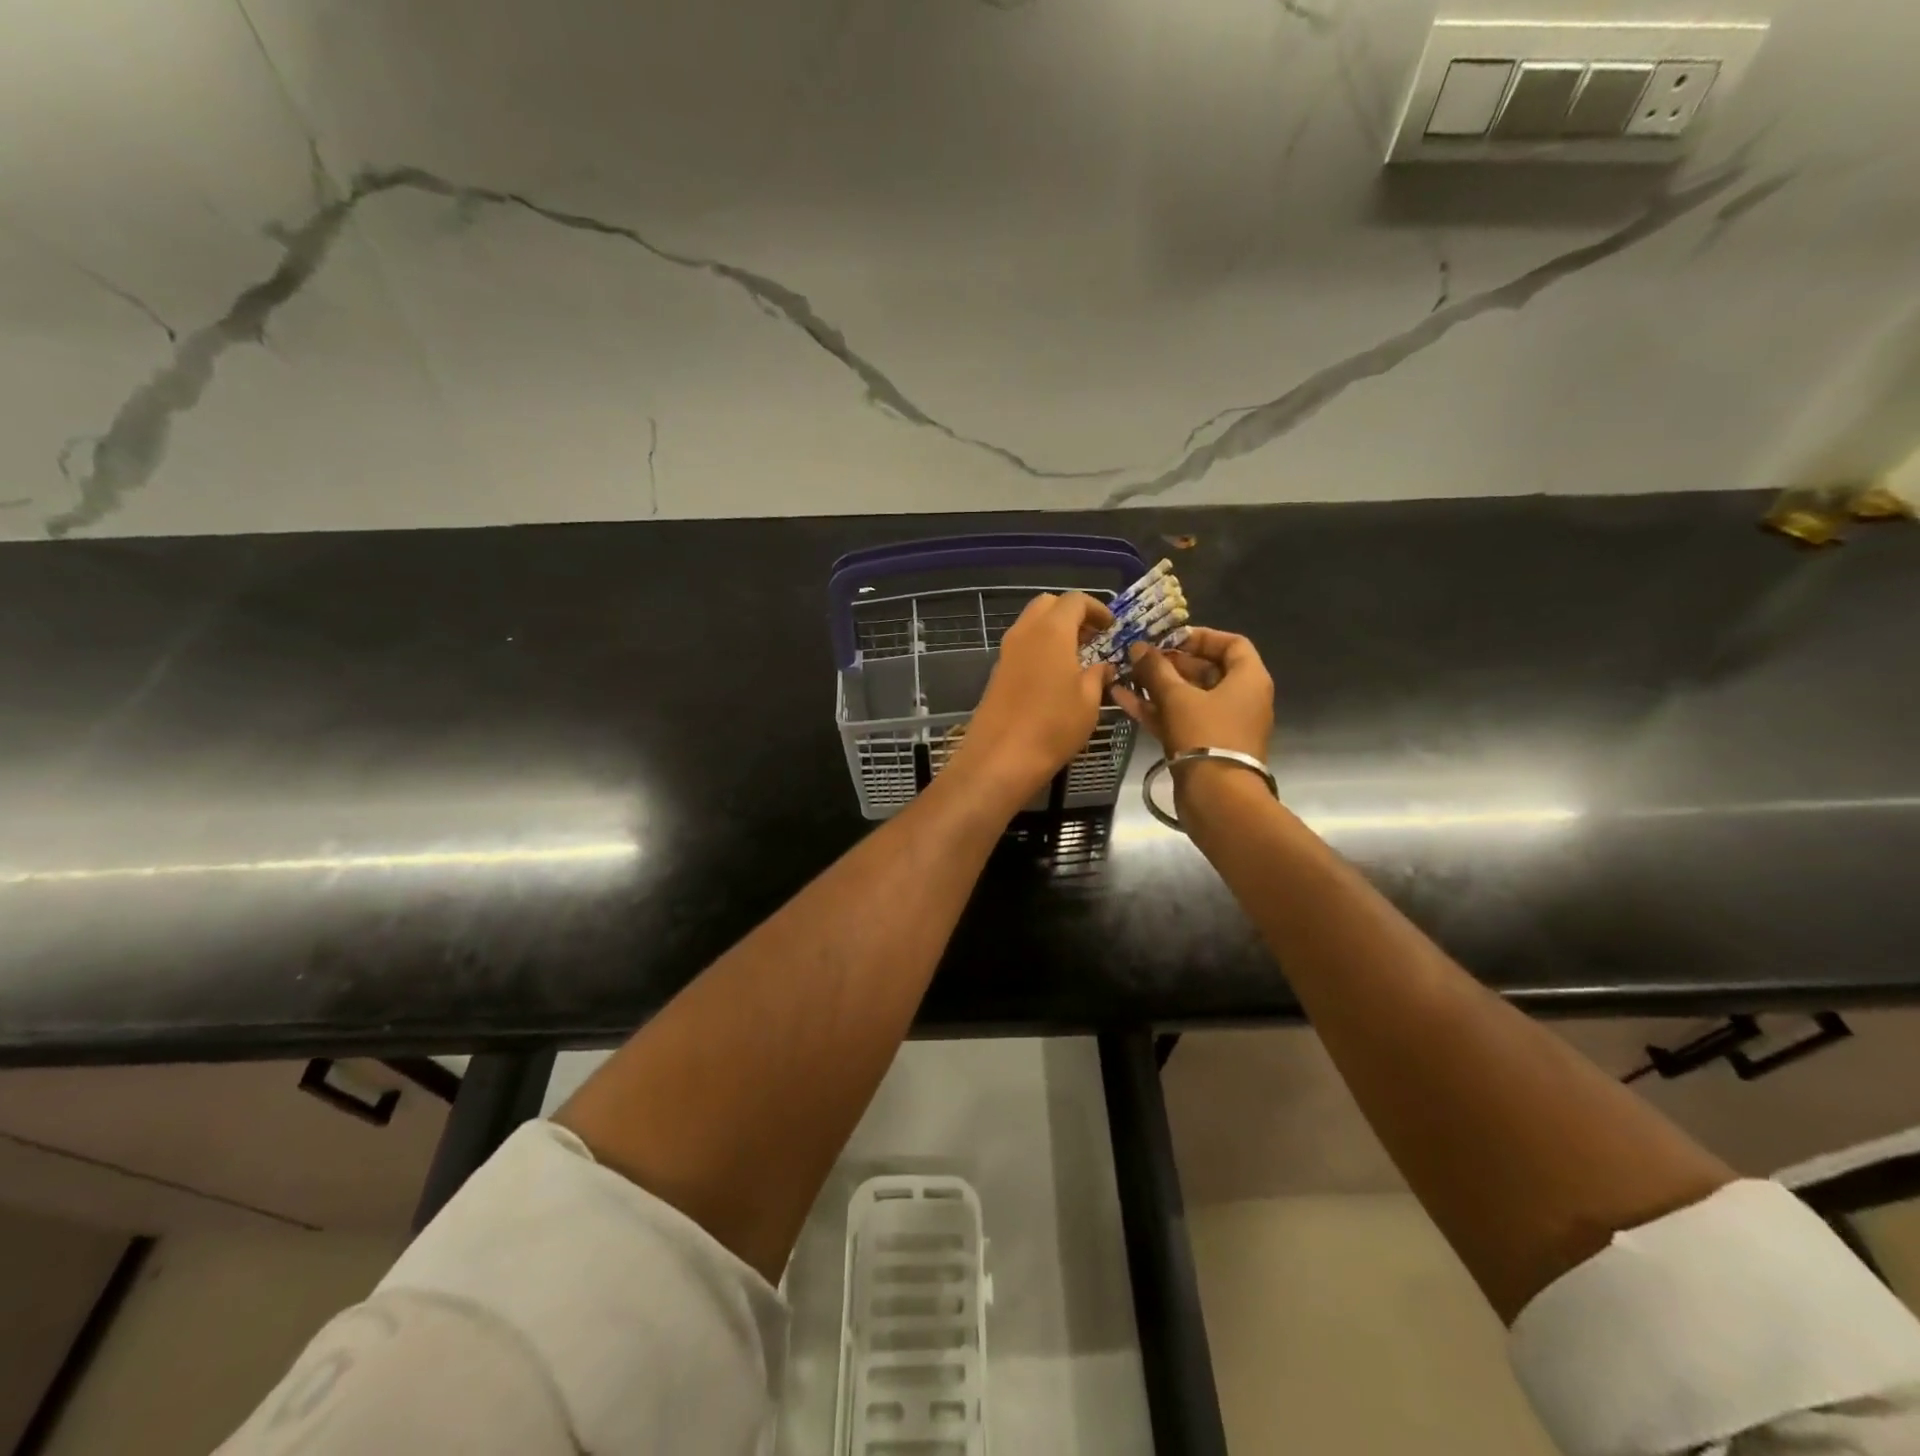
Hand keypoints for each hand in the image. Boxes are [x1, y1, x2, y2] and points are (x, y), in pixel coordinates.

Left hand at [950, 592, 1115, 808]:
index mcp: (1052, 631)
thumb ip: (1097, 676)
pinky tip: (1055, 675)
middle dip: (1071, 614)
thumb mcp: (1089, 702)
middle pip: (1048, 605)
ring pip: (1031, 624)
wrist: (1000, 757)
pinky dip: (1040, 648)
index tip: (1111, 627)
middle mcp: (1025, 632)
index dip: (1096, 608)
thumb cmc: (1053, 726)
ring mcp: (1006, 652)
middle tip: (1092, 638)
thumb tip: (1103, 667)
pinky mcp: (997, 672)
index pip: (1074, 600)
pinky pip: (1022, 646)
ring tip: (1076, 658)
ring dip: (1054, 631)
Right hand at [1110, 627, 1273, 761]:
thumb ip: (1156, 669)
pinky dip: (1156, 709)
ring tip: (1125, 675)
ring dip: (1157, 686)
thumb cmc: (1205, 735)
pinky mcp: (1204, 745)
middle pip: (1206, 670)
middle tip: (1140, 658)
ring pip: (1188, 696)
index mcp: (1248, 679)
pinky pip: (1180, 718)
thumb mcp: (1177, 697)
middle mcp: (1240, 699)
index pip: (1231, 644)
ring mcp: (1222, 724)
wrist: (1218, 798)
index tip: (1169, 638)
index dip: (1200, 637)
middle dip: (1170, 663)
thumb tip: (1138, 647)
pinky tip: (1122, 698)